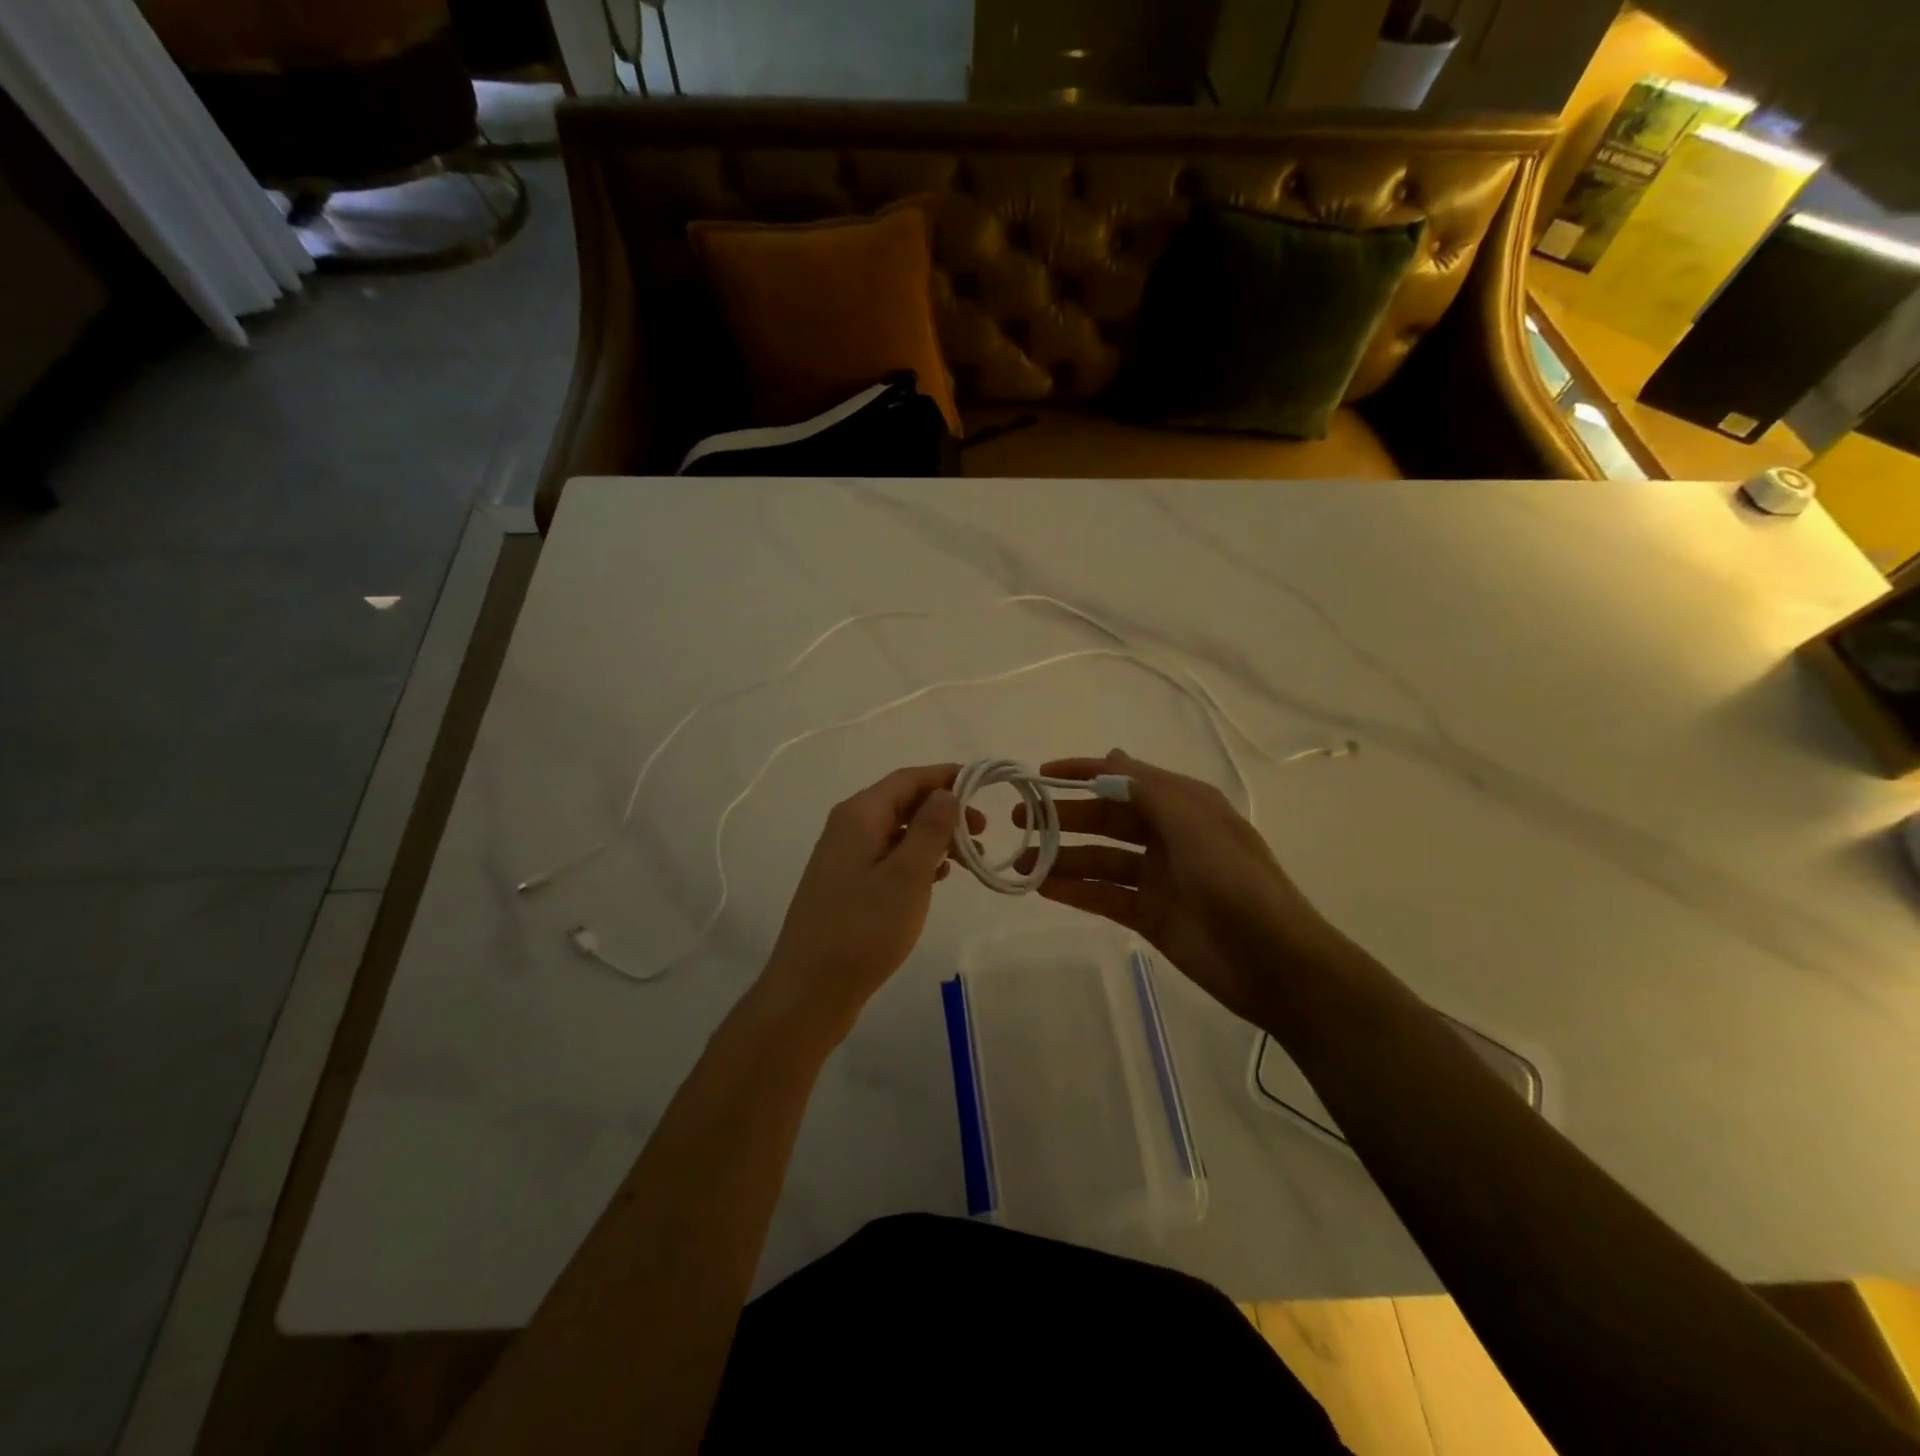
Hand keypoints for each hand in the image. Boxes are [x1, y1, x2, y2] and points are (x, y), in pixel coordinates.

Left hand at [758, 764, 983, 1040]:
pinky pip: (888, 858)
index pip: (907, 779)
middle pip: (902, 802)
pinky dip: (916, 860)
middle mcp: (847, 828)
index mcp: (859, 815)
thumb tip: (945, 792)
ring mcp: (844, 859)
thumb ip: (929, 829)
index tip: (984, 785)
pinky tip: (939, 878)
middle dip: (944, 809)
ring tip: (969, 858)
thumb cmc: (862, 930)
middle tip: (982, 831)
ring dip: (934, 837)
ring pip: (897, 832)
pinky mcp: (846, 886)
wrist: (809, 991)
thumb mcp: (906, 876)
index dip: (945, 776)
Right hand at [1017, 749, 1336, 1025]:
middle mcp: (1168, 836)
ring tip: (1021, 861)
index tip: (1041, 774)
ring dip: (1063, 857)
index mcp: (1184, 806)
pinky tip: (1044, 888)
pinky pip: (1105, 896)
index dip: (1084, 773)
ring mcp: (1158, 877)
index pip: (1125, 779)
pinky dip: (1076, 891)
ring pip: (1101, 859)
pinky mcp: (1150, 915)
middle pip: (1107, 819)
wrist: (1274, 962)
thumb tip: (1112, 756)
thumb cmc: (1235, 881)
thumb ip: (1148, 791)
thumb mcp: (1194, 824)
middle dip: (1065, 817)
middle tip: (1020, 821)